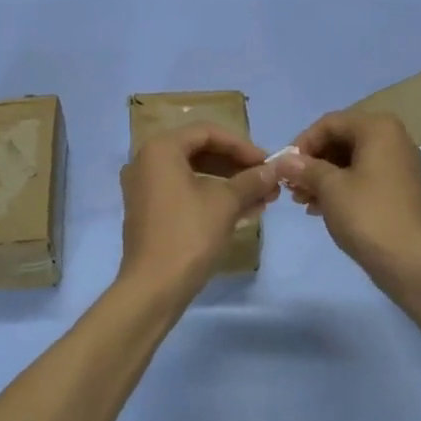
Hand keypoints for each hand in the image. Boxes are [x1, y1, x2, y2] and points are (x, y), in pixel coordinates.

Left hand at [119, 124, 278, 301]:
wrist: (153, 288)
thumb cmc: (188, 235)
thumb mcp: (225, 203)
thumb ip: (251, 180)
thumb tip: (276, 168)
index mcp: (161, 149)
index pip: (207, 133)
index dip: (242, 146)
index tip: (268, 163)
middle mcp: (147, 162)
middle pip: (200, 152)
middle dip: (237, 167)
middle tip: (267, 181)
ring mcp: (145, 188)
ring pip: (194, 175)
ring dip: (229, 184)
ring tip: (263, 199)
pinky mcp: (149, 212)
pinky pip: (184, 193)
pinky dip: (212, 198)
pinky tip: (243, 211)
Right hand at [277, 111, 420, 292]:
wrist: (410, 261)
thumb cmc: (367, 215)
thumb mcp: (329, 187)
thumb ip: (304, 168)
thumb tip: (282, 161)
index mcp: (378, 128)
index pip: (330, 123)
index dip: (303, 143)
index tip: (285, 167)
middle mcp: (392, 139)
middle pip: (340, 140)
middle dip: (312, 162)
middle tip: (291, 185)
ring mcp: (398, 164)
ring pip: (350, 160)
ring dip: (322, 177)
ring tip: (301, 200)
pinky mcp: (398, 188)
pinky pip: (363, 177)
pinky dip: (339, 188)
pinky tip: (318, 209)